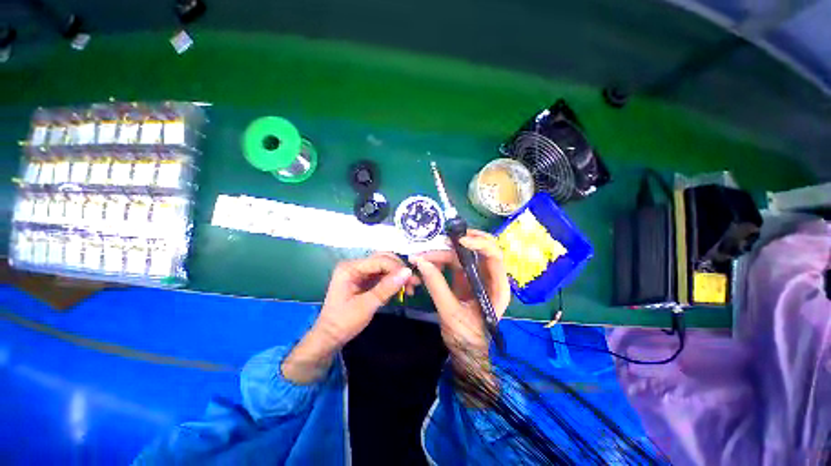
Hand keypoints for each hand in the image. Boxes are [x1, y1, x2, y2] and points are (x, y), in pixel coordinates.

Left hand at [283, 253, 416, 384]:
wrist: (330, 337)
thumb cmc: (344, 322)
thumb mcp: (366, 305)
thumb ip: (386, 288)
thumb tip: (408, 272)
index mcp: (350, 268)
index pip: (379, 260)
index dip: (396, 268)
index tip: (412, 279)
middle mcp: (355, 265)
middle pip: (383, 259)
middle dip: (399, 269)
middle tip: (413, 282)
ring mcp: (359, 272)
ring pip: (385, 266)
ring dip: (398, 274)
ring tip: (411, 287)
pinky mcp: (364, 279)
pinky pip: (382, 274)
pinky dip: (393, 280)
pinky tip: (402, 288)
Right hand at [409, 230, 509, 354]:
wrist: (465, 353)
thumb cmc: (466, 338)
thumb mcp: (450, 313)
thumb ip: (436, 286)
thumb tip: (420, 261)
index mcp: (496, 287)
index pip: (494, 256)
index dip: (479, 244)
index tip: (458, 240)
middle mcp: (489, 277)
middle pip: (477, 249)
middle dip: (455, 245)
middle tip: (434, 244)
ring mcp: (475, 276)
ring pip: (461, 254)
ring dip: (442, 253)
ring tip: (422, 259)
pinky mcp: (463, 278)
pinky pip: (452, 262)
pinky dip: (439, 261)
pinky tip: (425, 266)